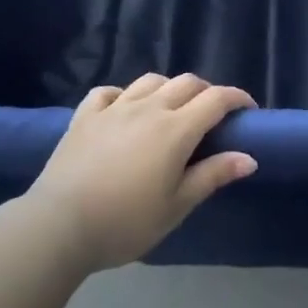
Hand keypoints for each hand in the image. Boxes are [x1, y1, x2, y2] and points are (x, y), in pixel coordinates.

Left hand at [12, 73, 257, 272]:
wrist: (57, 226)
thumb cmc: (124, 222)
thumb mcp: (175, 207)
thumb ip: (212, 176)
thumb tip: (249, 157)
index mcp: (175, 129)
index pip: (216, 99)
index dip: (237, 98)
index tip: (248, 110)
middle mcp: (149, 108)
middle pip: (187, 83)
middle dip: (206, 92)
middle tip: (212, 115)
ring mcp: (114, 108)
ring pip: (150, 81)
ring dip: (168, 88)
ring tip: (170, 109)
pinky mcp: (85, 116)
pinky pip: (108, 92)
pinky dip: (122, 95)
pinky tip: (123, 109)